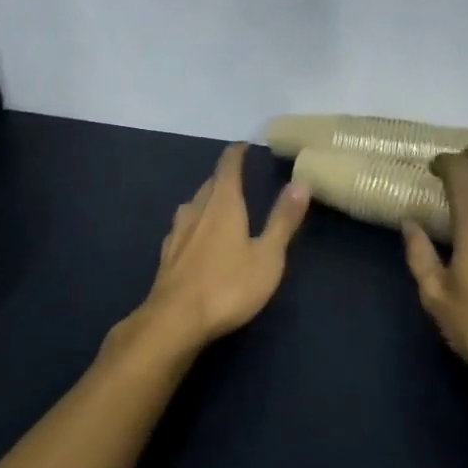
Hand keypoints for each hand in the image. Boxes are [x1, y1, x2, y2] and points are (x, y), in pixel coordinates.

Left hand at [119, 143, 310, 360]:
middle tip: (237, 177)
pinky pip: (182, 229)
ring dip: (206, 200)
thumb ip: (283, 219)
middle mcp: (196, 211)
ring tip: (218, 204)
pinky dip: (193, 224)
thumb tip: (301, 181)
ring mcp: (177, 234)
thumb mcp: (268, 256)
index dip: (236, 154)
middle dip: (223, 177)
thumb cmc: (228, 286)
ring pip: (192, 206)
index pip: (227, 167)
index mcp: (223, 204)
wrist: (175, 321)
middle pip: (209, 185)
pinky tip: (194, 237)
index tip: (243, 146)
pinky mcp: (166, 257)